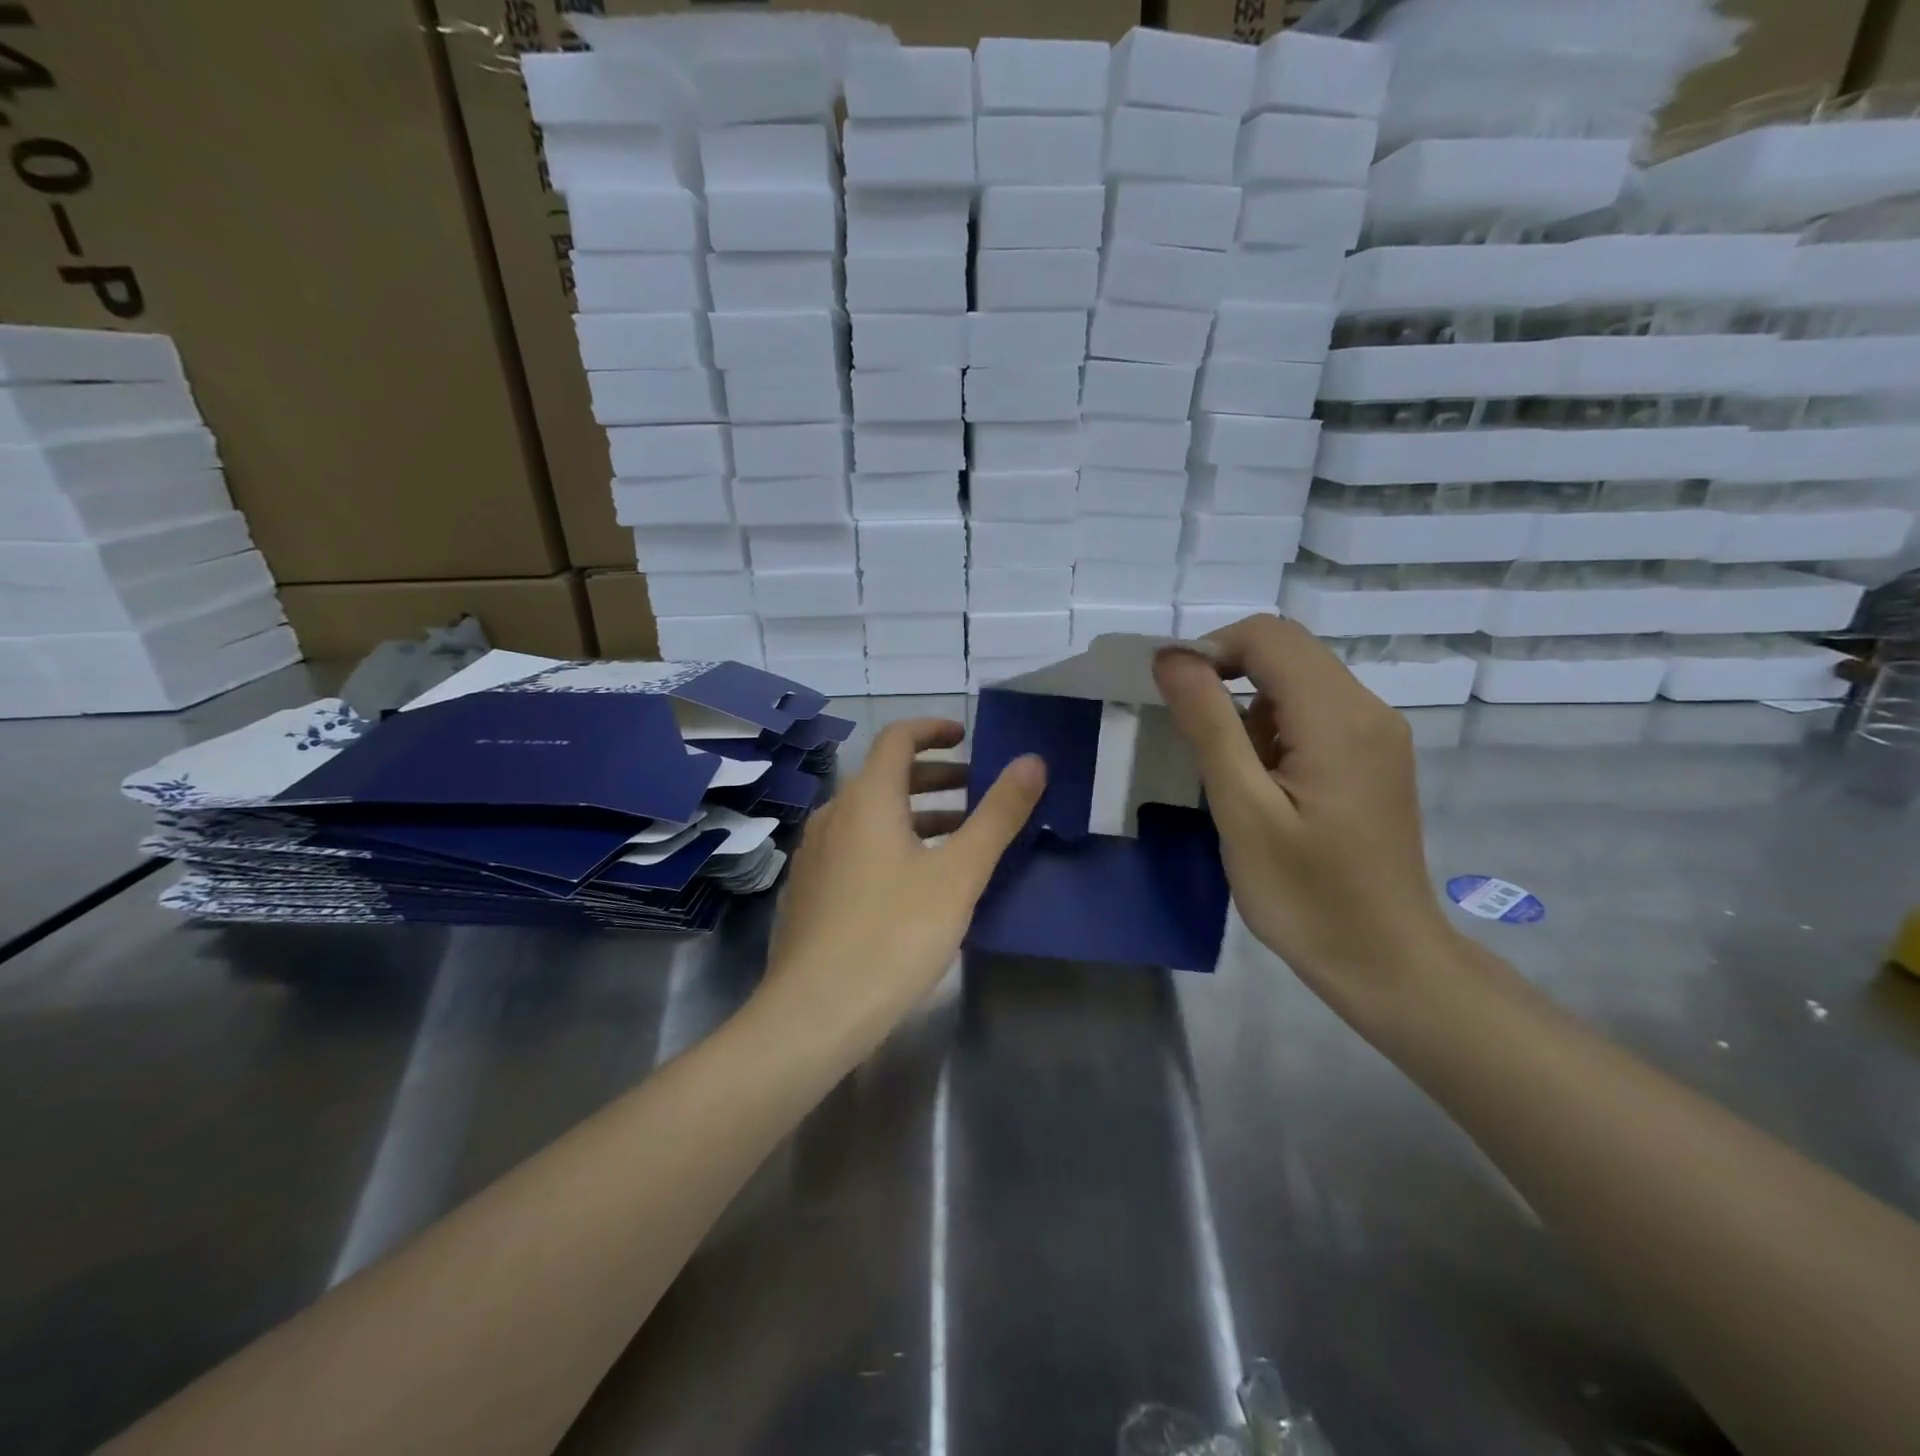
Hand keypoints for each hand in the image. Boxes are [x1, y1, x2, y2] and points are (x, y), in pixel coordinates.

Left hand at [758, 718, 1045, 1051]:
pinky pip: (856, 847)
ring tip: (959, 838)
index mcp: (867, 799)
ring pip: (871, 816)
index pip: (898, 738)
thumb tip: (1032, 762)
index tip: (967, 737)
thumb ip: (997, 815)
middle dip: (935, 777)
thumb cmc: (894, 934)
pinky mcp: (810, 891)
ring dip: (916, 814)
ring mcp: (816, 855)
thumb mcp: (958, 874)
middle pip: (885, 777)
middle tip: (977, 791)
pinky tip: (916, 882)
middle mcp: (834, 815)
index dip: (934, 730)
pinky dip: (892, 843)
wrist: (815, 1012)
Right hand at [1152, 617, 1456, 1024]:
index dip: (1210, 649)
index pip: (1268, 636)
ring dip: (1249, 709)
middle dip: (1227, 679)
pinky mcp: (1374, 756)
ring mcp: (1377, 733)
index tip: (1174, 699)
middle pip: (1286, 651)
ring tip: (1234, 778)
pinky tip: (1265, 785)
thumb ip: (1209, 725)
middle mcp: (1368, 709)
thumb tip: (1172, 656)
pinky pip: (1313, 712)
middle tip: (1196, 742)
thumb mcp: (1243, 810)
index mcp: (1339, 717)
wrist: (1385, 960)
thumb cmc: (1306, 894)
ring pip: (1297, 681)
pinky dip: (1274, 729)